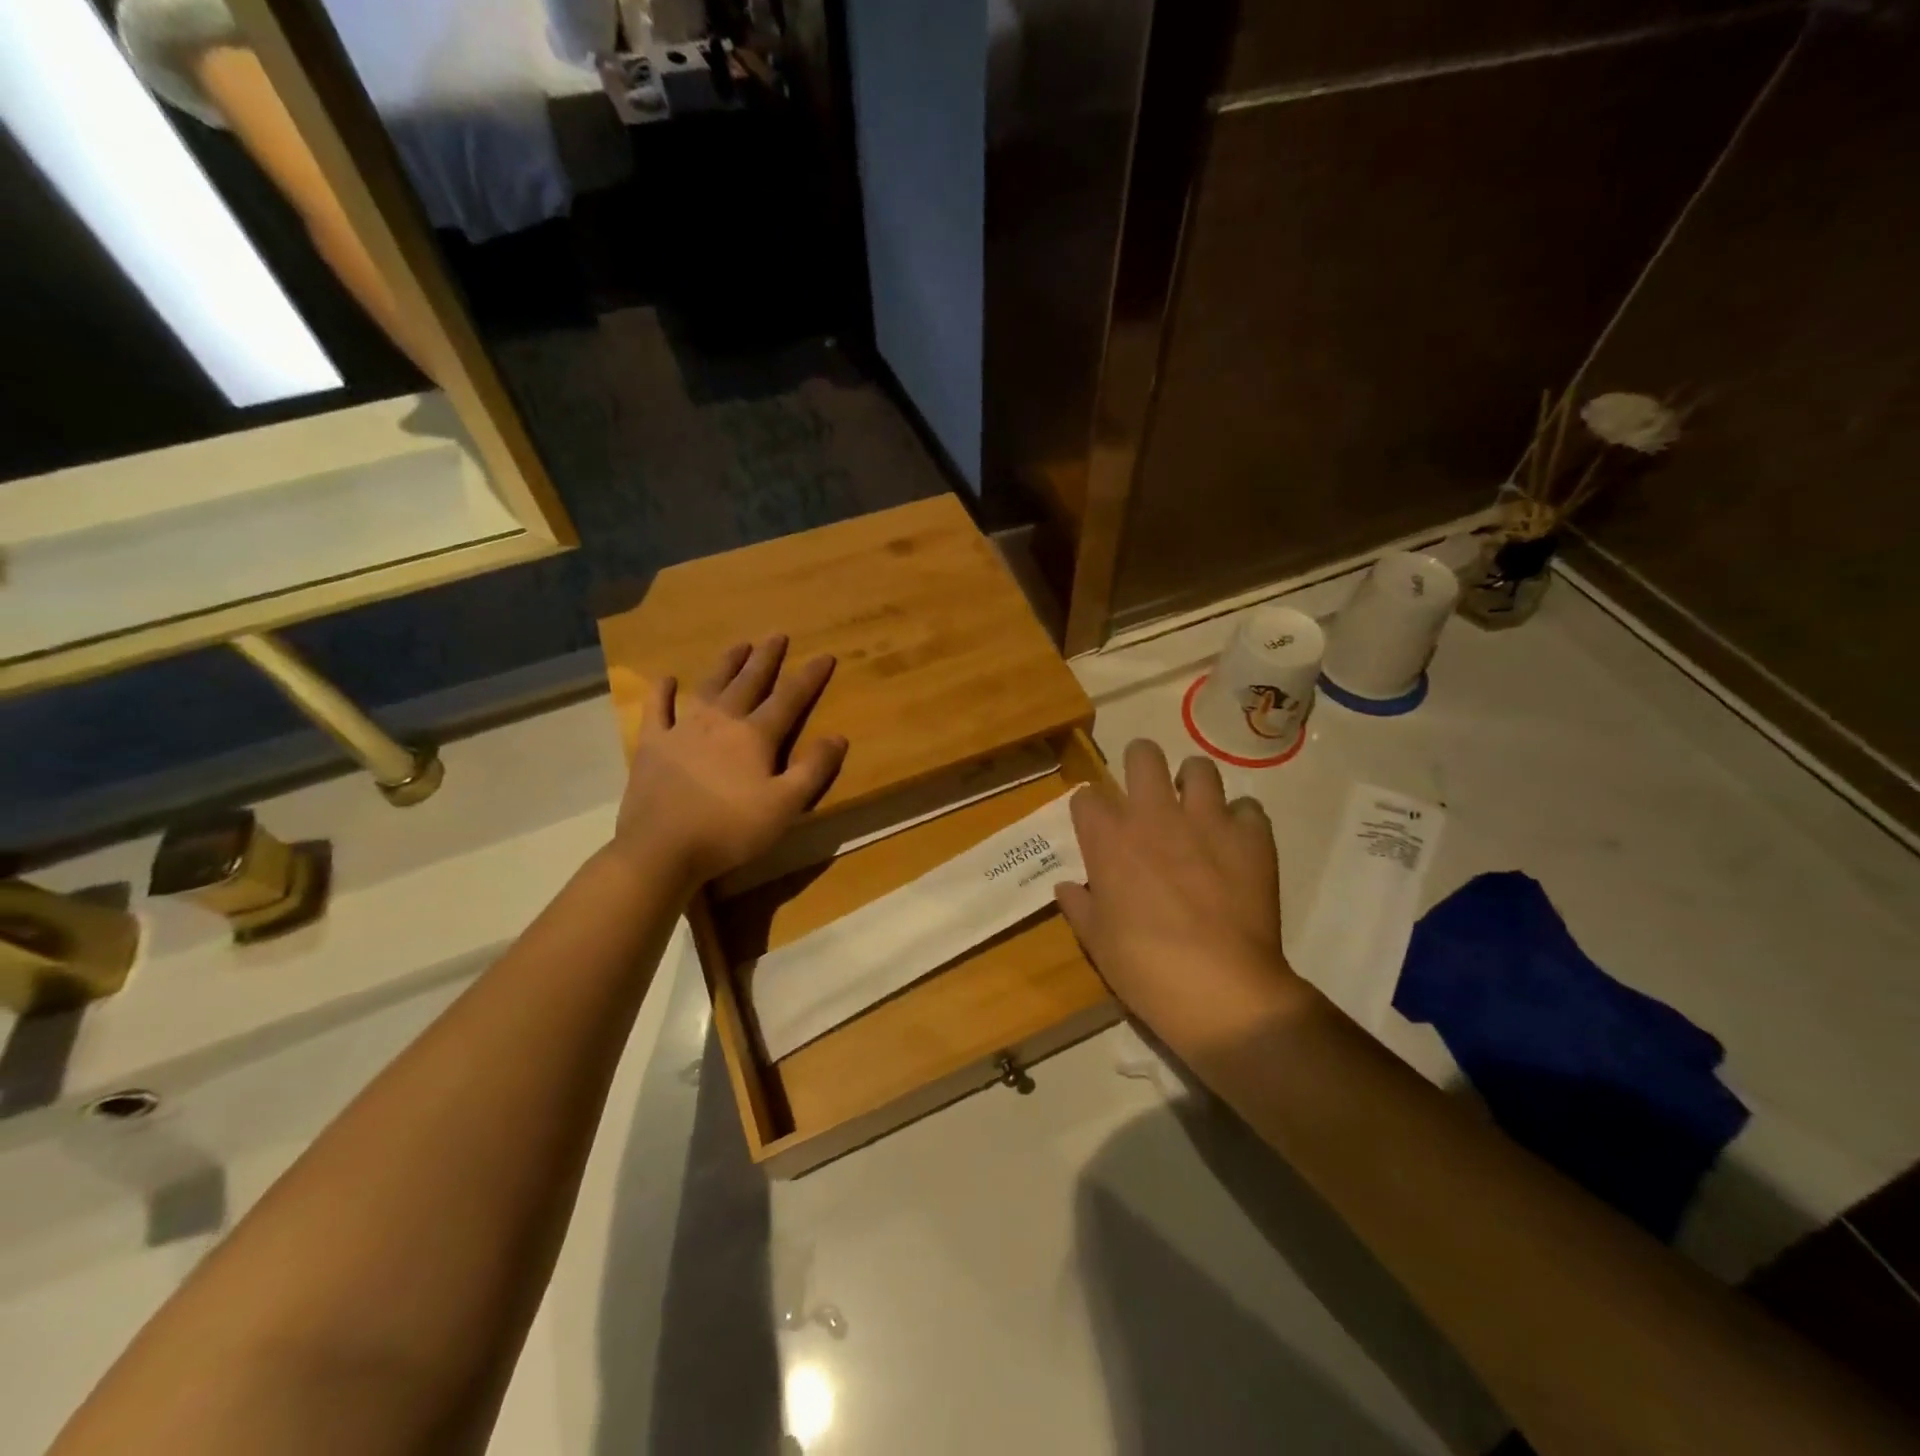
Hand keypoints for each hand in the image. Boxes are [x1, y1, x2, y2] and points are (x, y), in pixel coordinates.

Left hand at [612, 637, 847, 884]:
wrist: (662, 849)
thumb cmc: (730, 830)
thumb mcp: (785, 805)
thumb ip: (813, 769)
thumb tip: (838, 736)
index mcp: (755, 736)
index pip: (789, 698)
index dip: (809, 677)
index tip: (825, 655)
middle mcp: (721, 721)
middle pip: (749, 682)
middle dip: (766, 658)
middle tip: (777, 635)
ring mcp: (683, 729)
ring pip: (709, 687)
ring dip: (726, 664)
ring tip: (739, 645)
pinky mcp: (653, 745)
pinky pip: (657, 709)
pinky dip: (662, 692)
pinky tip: (667, 678)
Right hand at [1056, 741, 1308, 1055]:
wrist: (1220, 989)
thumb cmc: (1144, 968)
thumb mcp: (1096, 941)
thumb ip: (1080, 905)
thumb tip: (1067, 887)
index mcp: (1108, 838)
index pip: (1087, 796)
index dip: (1090, 809)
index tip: (1097, 827)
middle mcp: (1154, 814)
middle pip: (1142, 755)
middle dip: (1140, 765)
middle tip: (1147, 792)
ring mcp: (1206, 820)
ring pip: (1199, 768)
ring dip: (1194, 784)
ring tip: (1196, 808)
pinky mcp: (1251, 836)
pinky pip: (1248, 807)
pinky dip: (1241, 821)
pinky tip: (1237, 844)